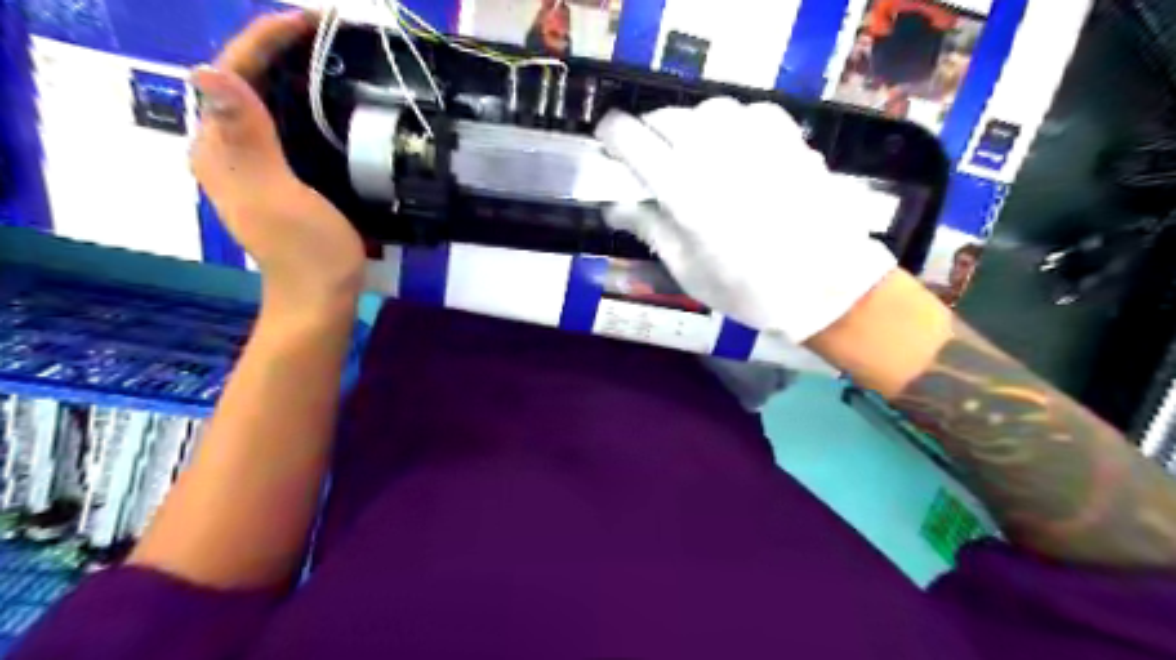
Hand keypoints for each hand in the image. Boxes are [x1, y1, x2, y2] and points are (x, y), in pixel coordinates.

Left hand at [191, 9, 366, 311]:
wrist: (320, 295)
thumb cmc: (306, 251)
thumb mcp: (278, 195)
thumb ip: (248, 140)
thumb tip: (208, 72)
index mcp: (221, 149)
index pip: (231, 76)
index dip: (264, 41)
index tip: (308, 22)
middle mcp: (229, 149)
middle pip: (245, 83)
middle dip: (279, 52)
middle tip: (328, 37)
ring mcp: (255, 165)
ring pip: (266, 103)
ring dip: (293, 76)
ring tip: (332, 59)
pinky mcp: (281, 177)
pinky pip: (286, 127)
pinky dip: (306, 106)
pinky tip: (331, 105)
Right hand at [598, 100, 902, 346]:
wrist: (827, 286)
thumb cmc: (750, 290)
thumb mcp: (689, 270)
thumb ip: (651, 229)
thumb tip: (614, 208)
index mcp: (685, 194)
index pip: (634, 142)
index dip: (613, 135)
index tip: (608, 139)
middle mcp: (717, 156)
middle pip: (667, 118)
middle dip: (648, 132)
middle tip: (648, 155)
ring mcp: (757, 141)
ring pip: (706, 110)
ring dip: (688, 124)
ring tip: (691, 150)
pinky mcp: (788, 138)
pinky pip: (748, 111)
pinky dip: (730, 122)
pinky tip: (733, 146)